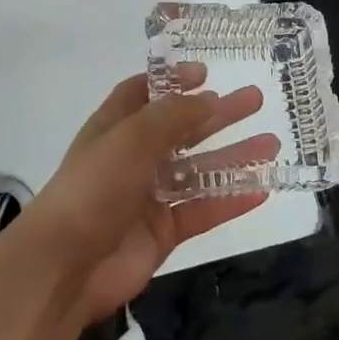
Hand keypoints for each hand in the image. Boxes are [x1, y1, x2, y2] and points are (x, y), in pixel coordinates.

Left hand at [14, 66, 275, 323]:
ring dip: (234, 156)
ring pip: (199, 170)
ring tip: (272, 144)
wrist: (65, 266)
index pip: (145, 93)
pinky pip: (203, 210)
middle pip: (182, 129)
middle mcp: (134, 157)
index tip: (206, 73)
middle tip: (255, 100)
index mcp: (117, 127)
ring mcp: (149, 196)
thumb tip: (208, 99)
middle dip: (218, 114)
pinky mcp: (163, 232)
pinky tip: (262, 190)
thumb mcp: (133, 137)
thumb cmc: (95, 187)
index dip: (173, 81)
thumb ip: (174, 115)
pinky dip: (231, 200)